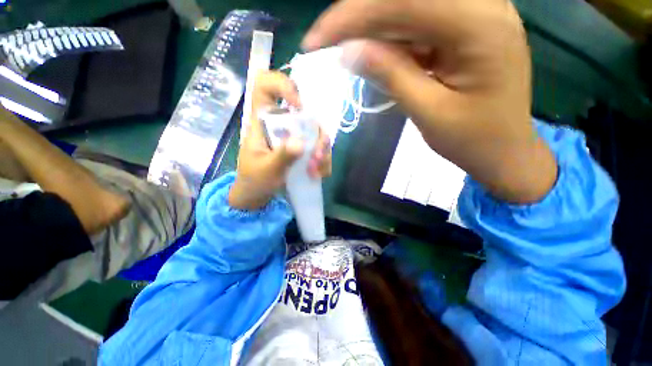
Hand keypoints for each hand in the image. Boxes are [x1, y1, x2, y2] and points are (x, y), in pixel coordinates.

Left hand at [229, 71, 331, 209]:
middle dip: (317, 134)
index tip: (299, 105)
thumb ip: (282, 156)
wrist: (257, 195)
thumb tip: (302, 143)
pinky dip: (323, 161)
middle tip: (317, 156)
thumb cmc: (255, 181)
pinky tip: (318, 174)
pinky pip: (319, 148)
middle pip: (306, 114)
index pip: (265, 86)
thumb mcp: (266, 170)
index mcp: (262, 122)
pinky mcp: (302, 149)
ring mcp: (294, 137)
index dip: (282, 84)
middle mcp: (281, 125)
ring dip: (323, 151)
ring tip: (316, 171)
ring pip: (317, 133)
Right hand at [303, 0, 556, 202]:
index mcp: (480, 26)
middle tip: (326, 42)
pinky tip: (374, 54)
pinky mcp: (465, 30)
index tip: (316, 40)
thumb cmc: (473, 141)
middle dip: (359, 17)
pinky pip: (420, 23)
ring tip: (344, 50)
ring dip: (372, 28)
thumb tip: (348, 50)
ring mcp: (476, 15)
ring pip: (410, 8)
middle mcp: (483, 6)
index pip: (403, 2)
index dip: (352, 16)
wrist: (505, 151)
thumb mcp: (428, 112)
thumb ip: (391, 75)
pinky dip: (391, 38)